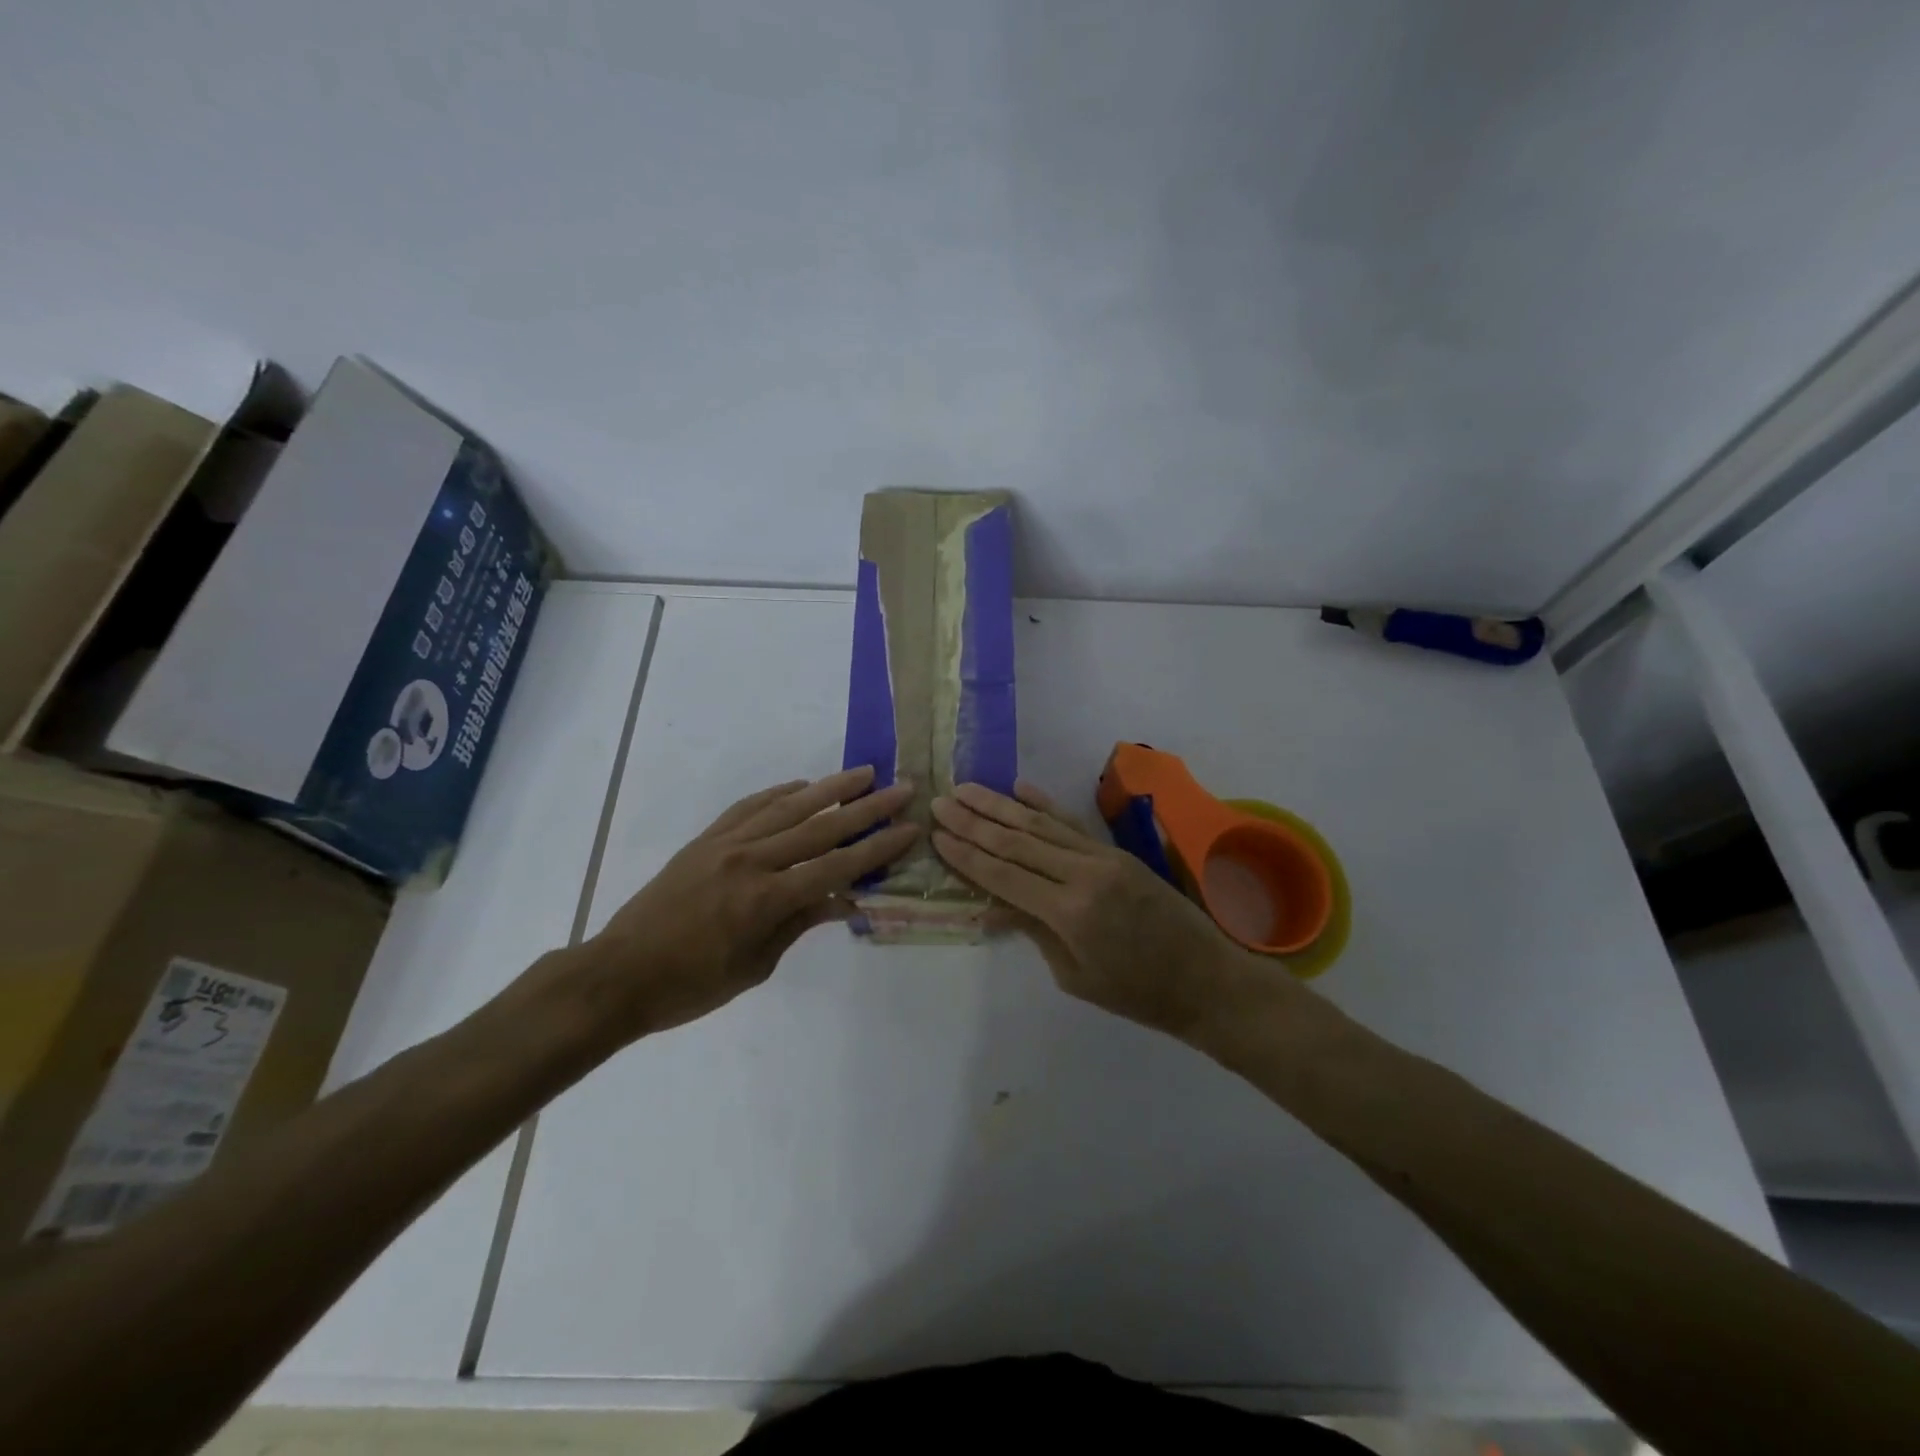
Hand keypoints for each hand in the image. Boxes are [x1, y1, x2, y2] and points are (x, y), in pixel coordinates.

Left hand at [569, 767, 917, 1040]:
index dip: (877, 848)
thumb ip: (799, 923)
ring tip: (862, 773)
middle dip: (866, 808)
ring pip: (787, 807)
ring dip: (829, 788)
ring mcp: (726, 844)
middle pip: (820, 828)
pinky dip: (779, 793)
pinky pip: (749, 807)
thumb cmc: (690, 986)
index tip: (909, 828)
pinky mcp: (706, 840)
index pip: (836, 866)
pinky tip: (802, 786)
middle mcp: (750, 861)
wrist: (619, 974)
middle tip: (900, 787)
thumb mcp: (755, 966)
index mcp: (766, 899)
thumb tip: (844, 899)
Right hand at [930, 780, 1256, 1038]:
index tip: (936, 832)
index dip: (967, 854)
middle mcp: (1083, 874)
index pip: (1004, 875)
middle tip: (941, 800)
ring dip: (1000, 805)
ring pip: (1041, 824)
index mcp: (1069, 912)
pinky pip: (1073, 822)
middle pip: (1017, 841)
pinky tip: (1020, 788)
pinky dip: (1045, 804)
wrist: (1205, 978)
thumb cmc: (1137, 993)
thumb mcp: (1075, 976)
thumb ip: (1033, 932)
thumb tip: (990, 908)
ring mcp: (1102, 857)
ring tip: (968, 788)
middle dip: (974, 821)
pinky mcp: (1116, 852)